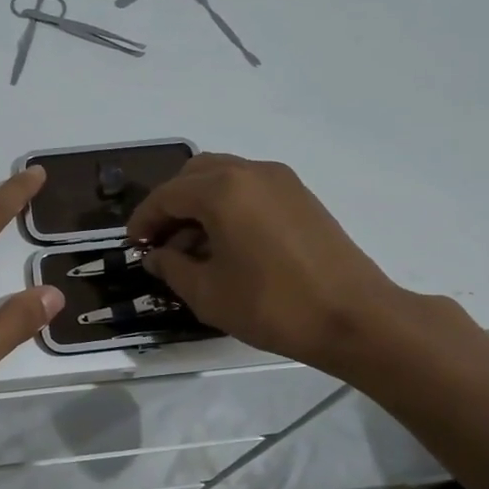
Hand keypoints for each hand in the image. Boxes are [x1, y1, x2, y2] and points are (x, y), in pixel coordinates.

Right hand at [127, 153, 417, 371]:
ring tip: (194, 246)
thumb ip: (172, 267)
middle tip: (162, 242)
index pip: (167, 195)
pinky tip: (228, 243)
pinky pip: (250, 188)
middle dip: (171, 204)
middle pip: (193, 174)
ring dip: (200, 203)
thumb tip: (157, 256)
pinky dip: (228, 204)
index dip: (144, 221)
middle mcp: (250, 171)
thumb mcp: (208, 293)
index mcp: (222, 189)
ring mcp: (280, 180)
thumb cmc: (272, 305)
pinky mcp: (300, 195)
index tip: (134, 246)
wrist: (355, 317)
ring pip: (223, 176)